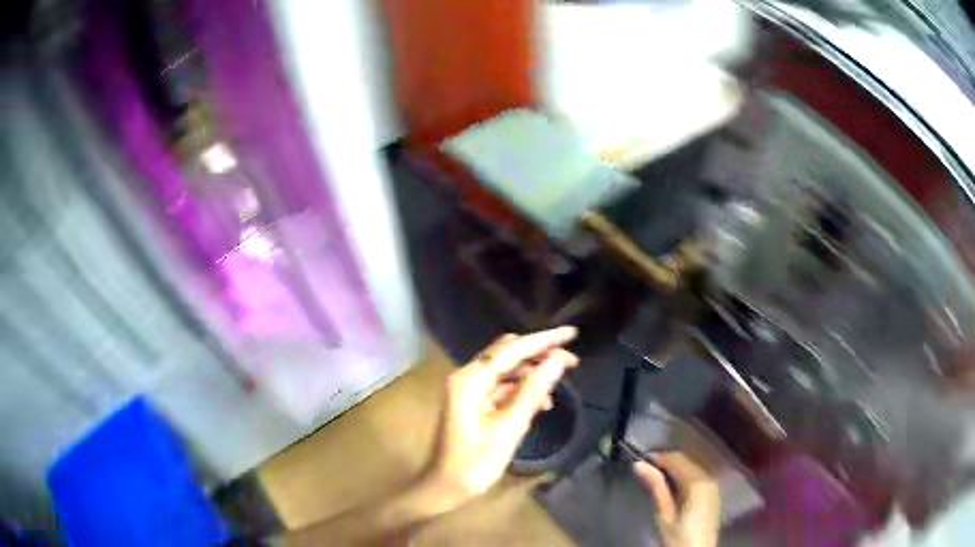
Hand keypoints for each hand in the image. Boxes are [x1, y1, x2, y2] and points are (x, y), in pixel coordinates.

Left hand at [423, 327, 578, 506]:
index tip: (572, 334)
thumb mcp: (510, 427)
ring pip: (506, 369)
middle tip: (571, 360)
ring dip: (532, 372)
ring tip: (561, 378)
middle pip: (507, 354)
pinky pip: (502, 386)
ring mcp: (469, 390)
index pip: (512, 349)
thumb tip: (559, 360)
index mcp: (471, 379)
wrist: (447, 486)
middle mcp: (467, 377)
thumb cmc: (476, 461)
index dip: (544, 340)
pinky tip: (541, 402)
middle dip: (539, 353)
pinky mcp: (473, 403)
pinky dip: (522, 388)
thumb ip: (534, 390)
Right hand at [634, 453, 720, 546]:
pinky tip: (672, 486)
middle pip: (686, 461)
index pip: (676, 460)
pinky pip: (698, 477)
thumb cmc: (677, 537)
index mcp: (697, 482)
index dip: (658, 457)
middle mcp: (709, 478)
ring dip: (675, 468)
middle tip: (645, 468)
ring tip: (656, 477)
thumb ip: (656, 487)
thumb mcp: (663, 514)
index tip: (640, 460)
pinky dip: (684, 476)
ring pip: (692, 468)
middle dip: (666, 462)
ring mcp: (713, 486)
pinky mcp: (713, 494)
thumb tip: (640, 464)